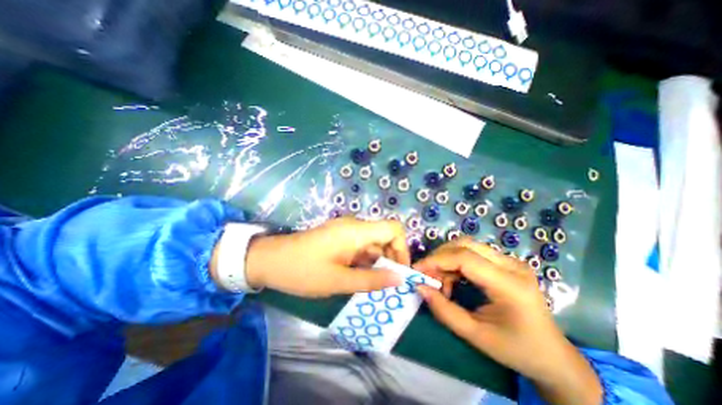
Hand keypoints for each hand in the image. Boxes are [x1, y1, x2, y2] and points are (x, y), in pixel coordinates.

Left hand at [244, 218, 408, 296]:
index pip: (393, 229)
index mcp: (356, 231)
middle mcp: (354, 226)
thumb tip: (399, 279)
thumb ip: (371, 280)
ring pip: (372, 243)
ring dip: (377, 262)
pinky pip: (360, 246)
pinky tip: (359, 277)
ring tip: (374, 285)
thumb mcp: (339, 281)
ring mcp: (346, 231)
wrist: (269, 260)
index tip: (399, 272)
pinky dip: (365, 261)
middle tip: (388, 285)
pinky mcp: (339, 237)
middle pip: (385, 237)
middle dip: (390, 260)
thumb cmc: (302, 271)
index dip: (402, 248)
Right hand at [412, 241, 603, 404]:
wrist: (554, 356)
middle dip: (439, 257)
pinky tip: (453, 280)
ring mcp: (511, 261)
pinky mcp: (506, 263)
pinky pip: (473, 253)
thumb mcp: (475, 335)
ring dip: (447, 259)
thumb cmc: (516, 350)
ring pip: (467, 246)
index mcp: (510, 285)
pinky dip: (455, 263)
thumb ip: (444, 310)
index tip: (417, 270)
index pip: (465, 258)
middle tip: (426, 275)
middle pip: (465, 245)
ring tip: (440, 282)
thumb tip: (419, 287)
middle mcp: (512, 265)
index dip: (436, 260)